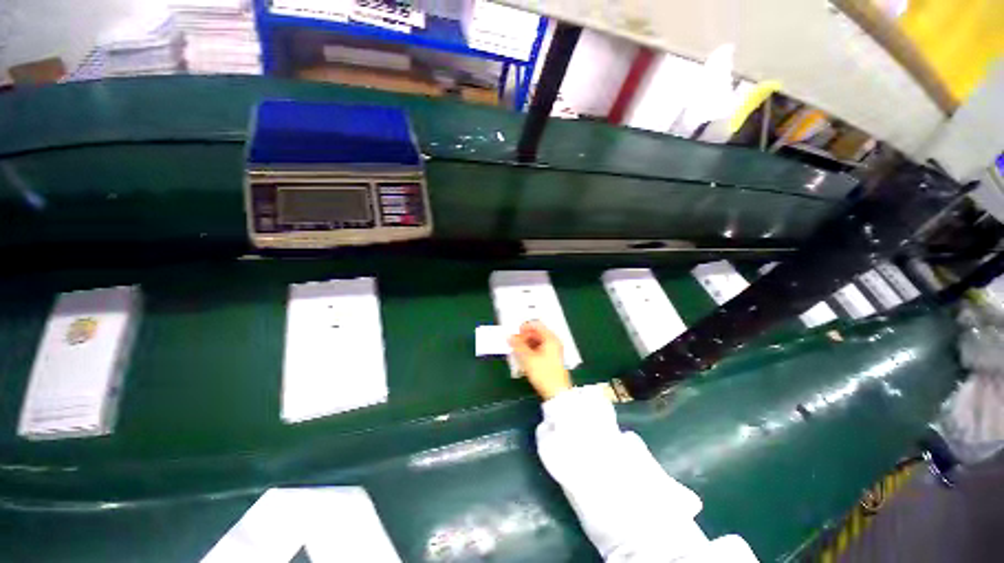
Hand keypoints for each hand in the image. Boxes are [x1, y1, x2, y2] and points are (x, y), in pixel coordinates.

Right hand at [508, 320, 572, 400]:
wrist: (556, 393)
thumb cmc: (545, 374)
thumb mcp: (527, 358)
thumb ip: (517, 345)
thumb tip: (509, 337)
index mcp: (551, 338)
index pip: (536, 324)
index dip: (524, 327)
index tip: (515, 333)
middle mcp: (553, 342)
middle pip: (536, 333)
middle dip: (524, 337)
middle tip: (514, 343)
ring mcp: (553, 351)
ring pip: (537, 342)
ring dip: (526, 344)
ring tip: (517, 351)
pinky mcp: (551, 359)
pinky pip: (539, 349)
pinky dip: (531, 351)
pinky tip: (524, 357)